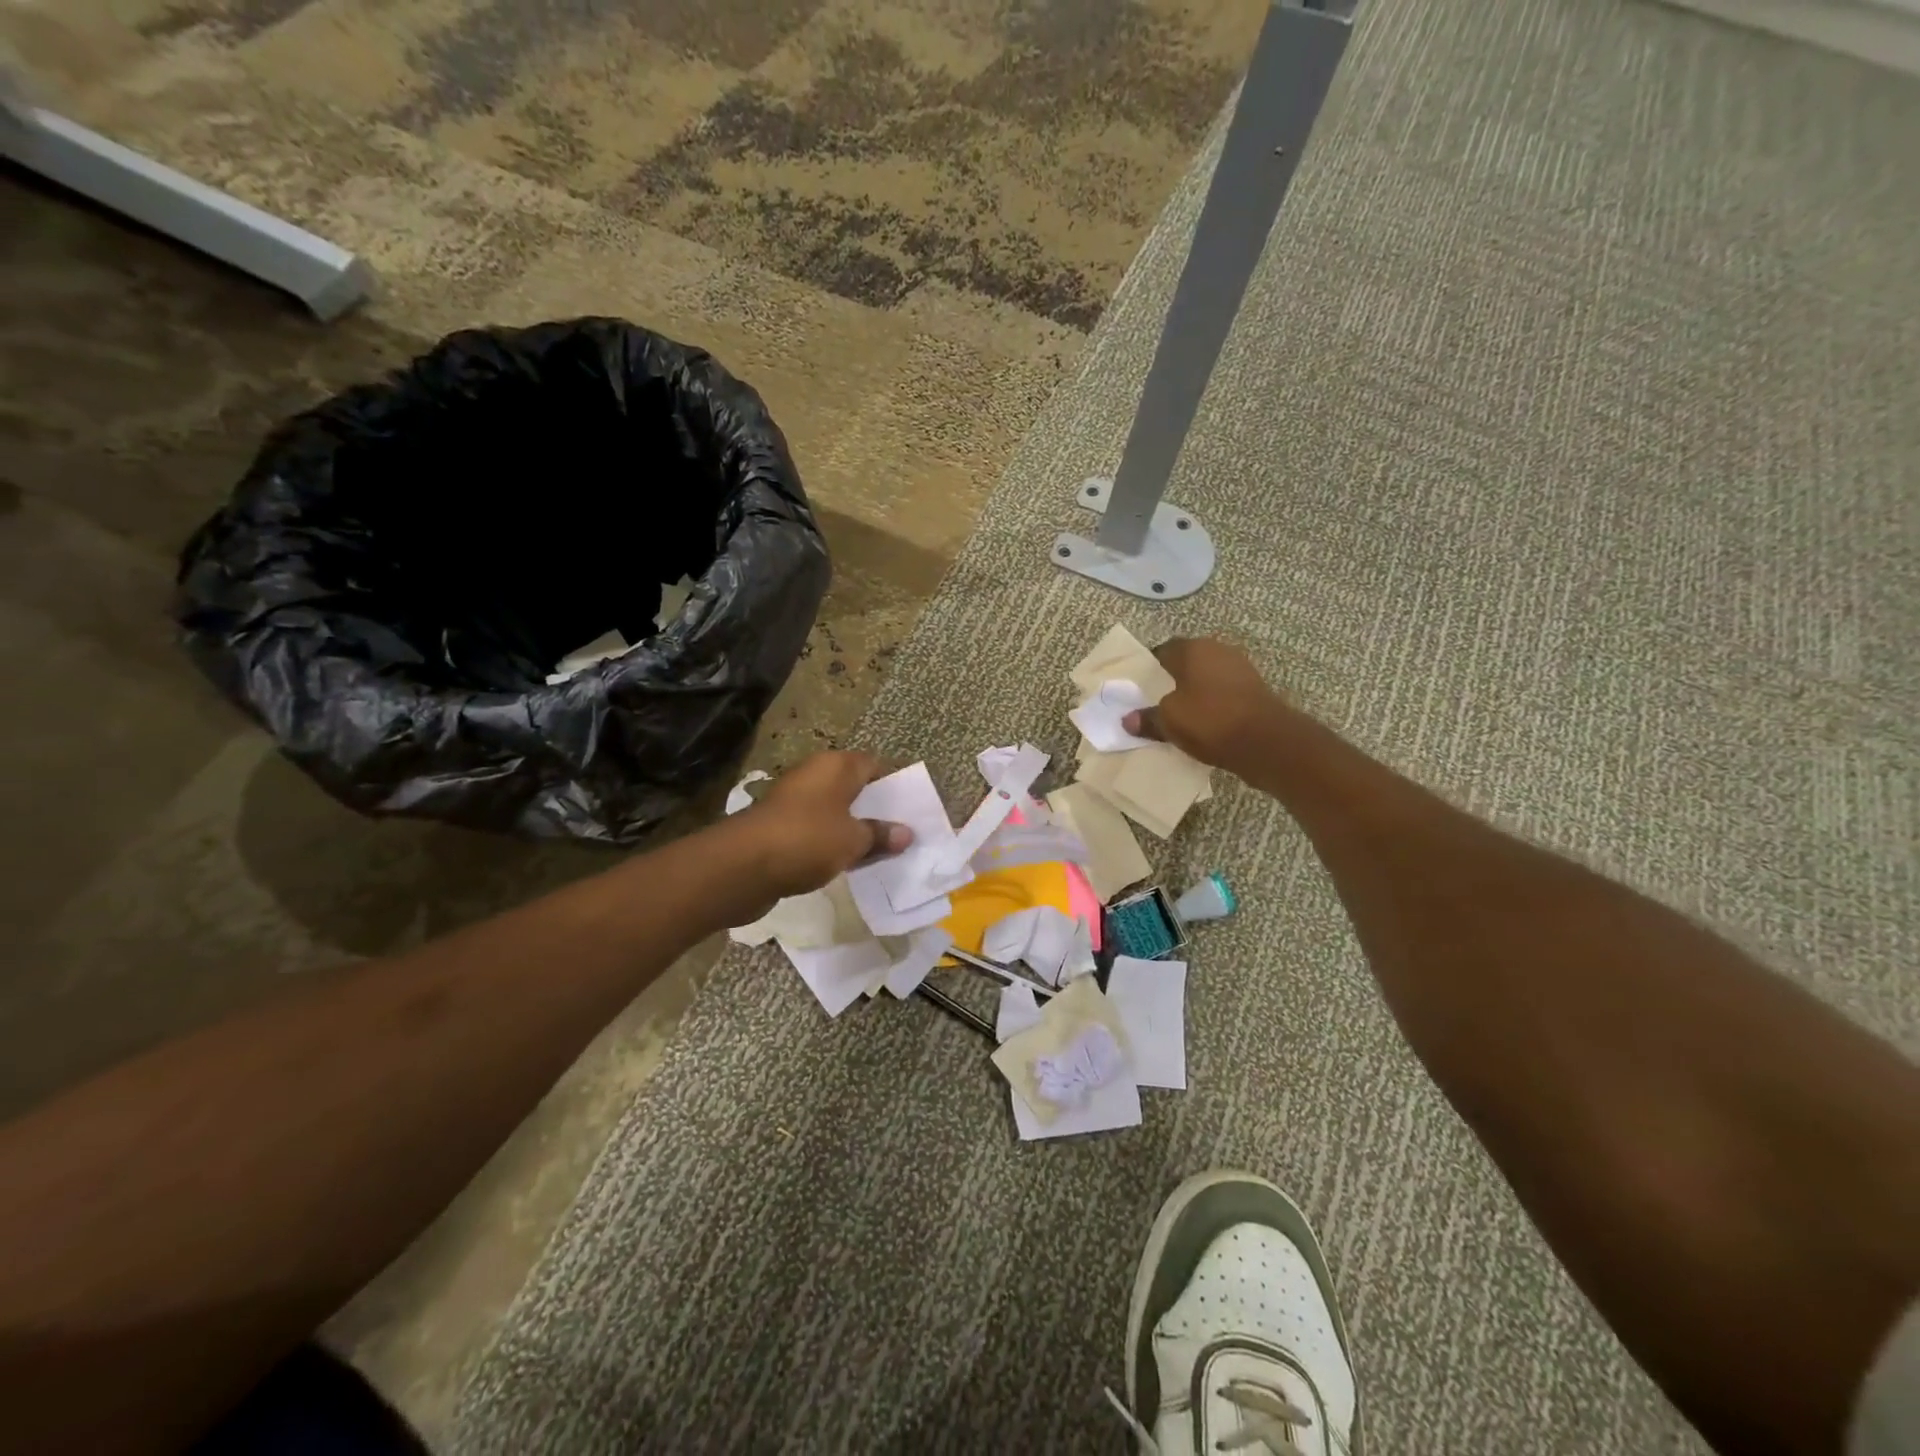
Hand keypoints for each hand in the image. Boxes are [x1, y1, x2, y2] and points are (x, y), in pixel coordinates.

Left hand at [737, 751, 912, 900]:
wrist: (742, 866)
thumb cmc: (807, 840)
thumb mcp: (853, 840)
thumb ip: (880, 835)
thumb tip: (907, 833)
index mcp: (835, 766)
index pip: (874, 766)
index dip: (893, 786)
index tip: (911, 810)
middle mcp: (814, 775)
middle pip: (854, 788)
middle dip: (875, 810)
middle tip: (901, 834)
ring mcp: (794, 800)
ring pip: (835, 811)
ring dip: (853, 829)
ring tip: (880, 852)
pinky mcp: (780, 826)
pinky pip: (817, 831)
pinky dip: (831, 843)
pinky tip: (847, 863)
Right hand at [1123, 638, 1287, 771]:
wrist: (1266, 742)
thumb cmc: (1210, 720)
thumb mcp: (1169, 722)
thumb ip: (1147, 719)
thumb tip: (1128, 720)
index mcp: (1194, 649)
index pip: (1163, 650)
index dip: (1149, 668)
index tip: (1140, 688)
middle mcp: (1218, 650)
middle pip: (1187, 662)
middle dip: (1173, 680)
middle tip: (1157, 702)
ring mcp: (1241, 669)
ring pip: (1207, 678)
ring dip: (1195, 692)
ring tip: (1179, 715)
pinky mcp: (1255, 690)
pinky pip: (1224, 693)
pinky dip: (1213, 704)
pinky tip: (1205, 723)